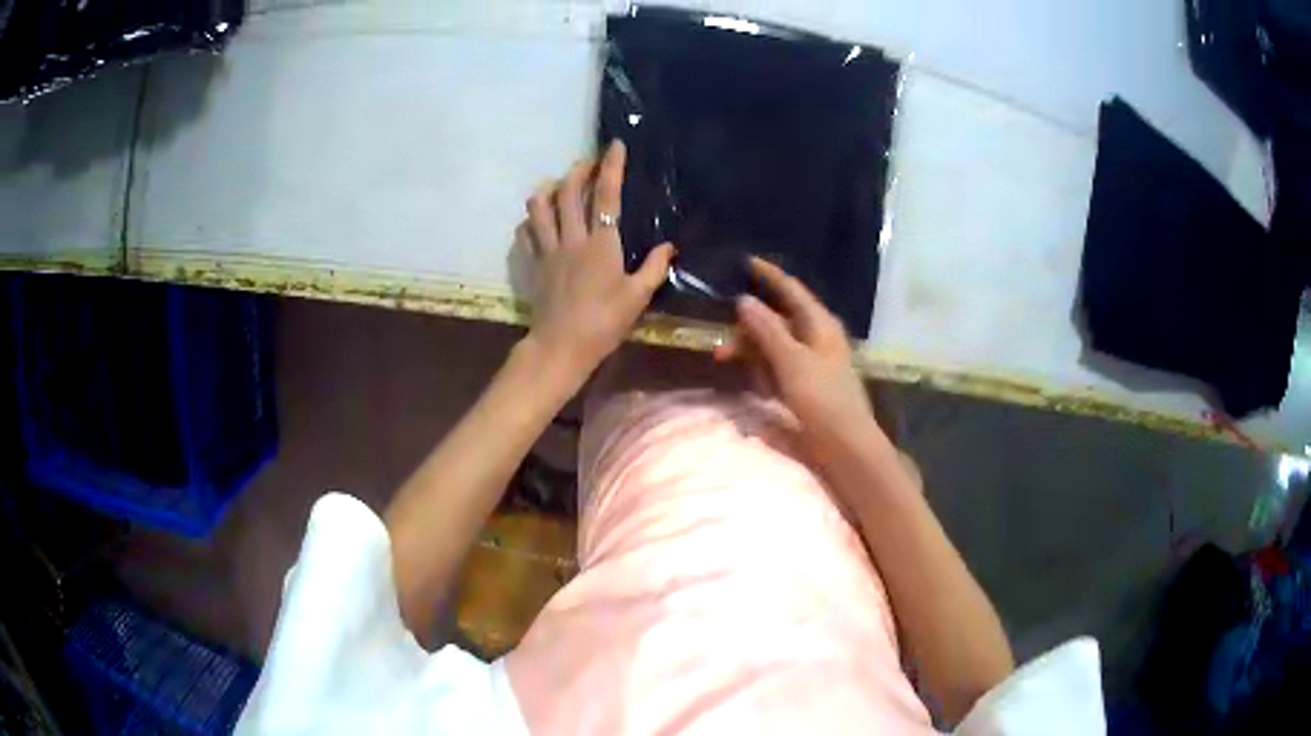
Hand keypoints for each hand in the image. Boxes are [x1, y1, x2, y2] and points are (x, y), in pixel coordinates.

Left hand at [521, 140, 675, 382]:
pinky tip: (538, 218)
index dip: (611, 167)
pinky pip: (526, 232)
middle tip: (588, 162)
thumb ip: (654, 269)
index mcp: (601, 244)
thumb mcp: (637, 298)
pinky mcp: (533, 264)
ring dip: (549, 188)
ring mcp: (547, 250)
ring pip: (539, 207)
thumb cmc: (603, 323)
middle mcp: (571, 239)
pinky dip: (531, 218)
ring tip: (559, 183)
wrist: (560, 346)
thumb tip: (670, 247)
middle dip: (577, 170)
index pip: (606, 195)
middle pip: (567, 192)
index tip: (614, 146)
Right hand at [714, 258, 887, 458]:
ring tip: (725, 362)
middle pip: (778, 319)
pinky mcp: (807, 383)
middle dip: (748, 326)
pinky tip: (751, 382)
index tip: (744, 261)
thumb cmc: (822, 399)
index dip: (768, 275)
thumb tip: (743, 300)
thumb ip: (766, 330)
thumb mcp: (790, 361)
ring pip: (775, 344)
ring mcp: (813, 361)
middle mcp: (817, 337)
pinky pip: (779, 366)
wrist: (846, 445)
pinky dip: (762, 369)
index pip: (791, 289)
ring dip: (751, 350)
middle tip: (720, 344)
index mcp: (819, 324)